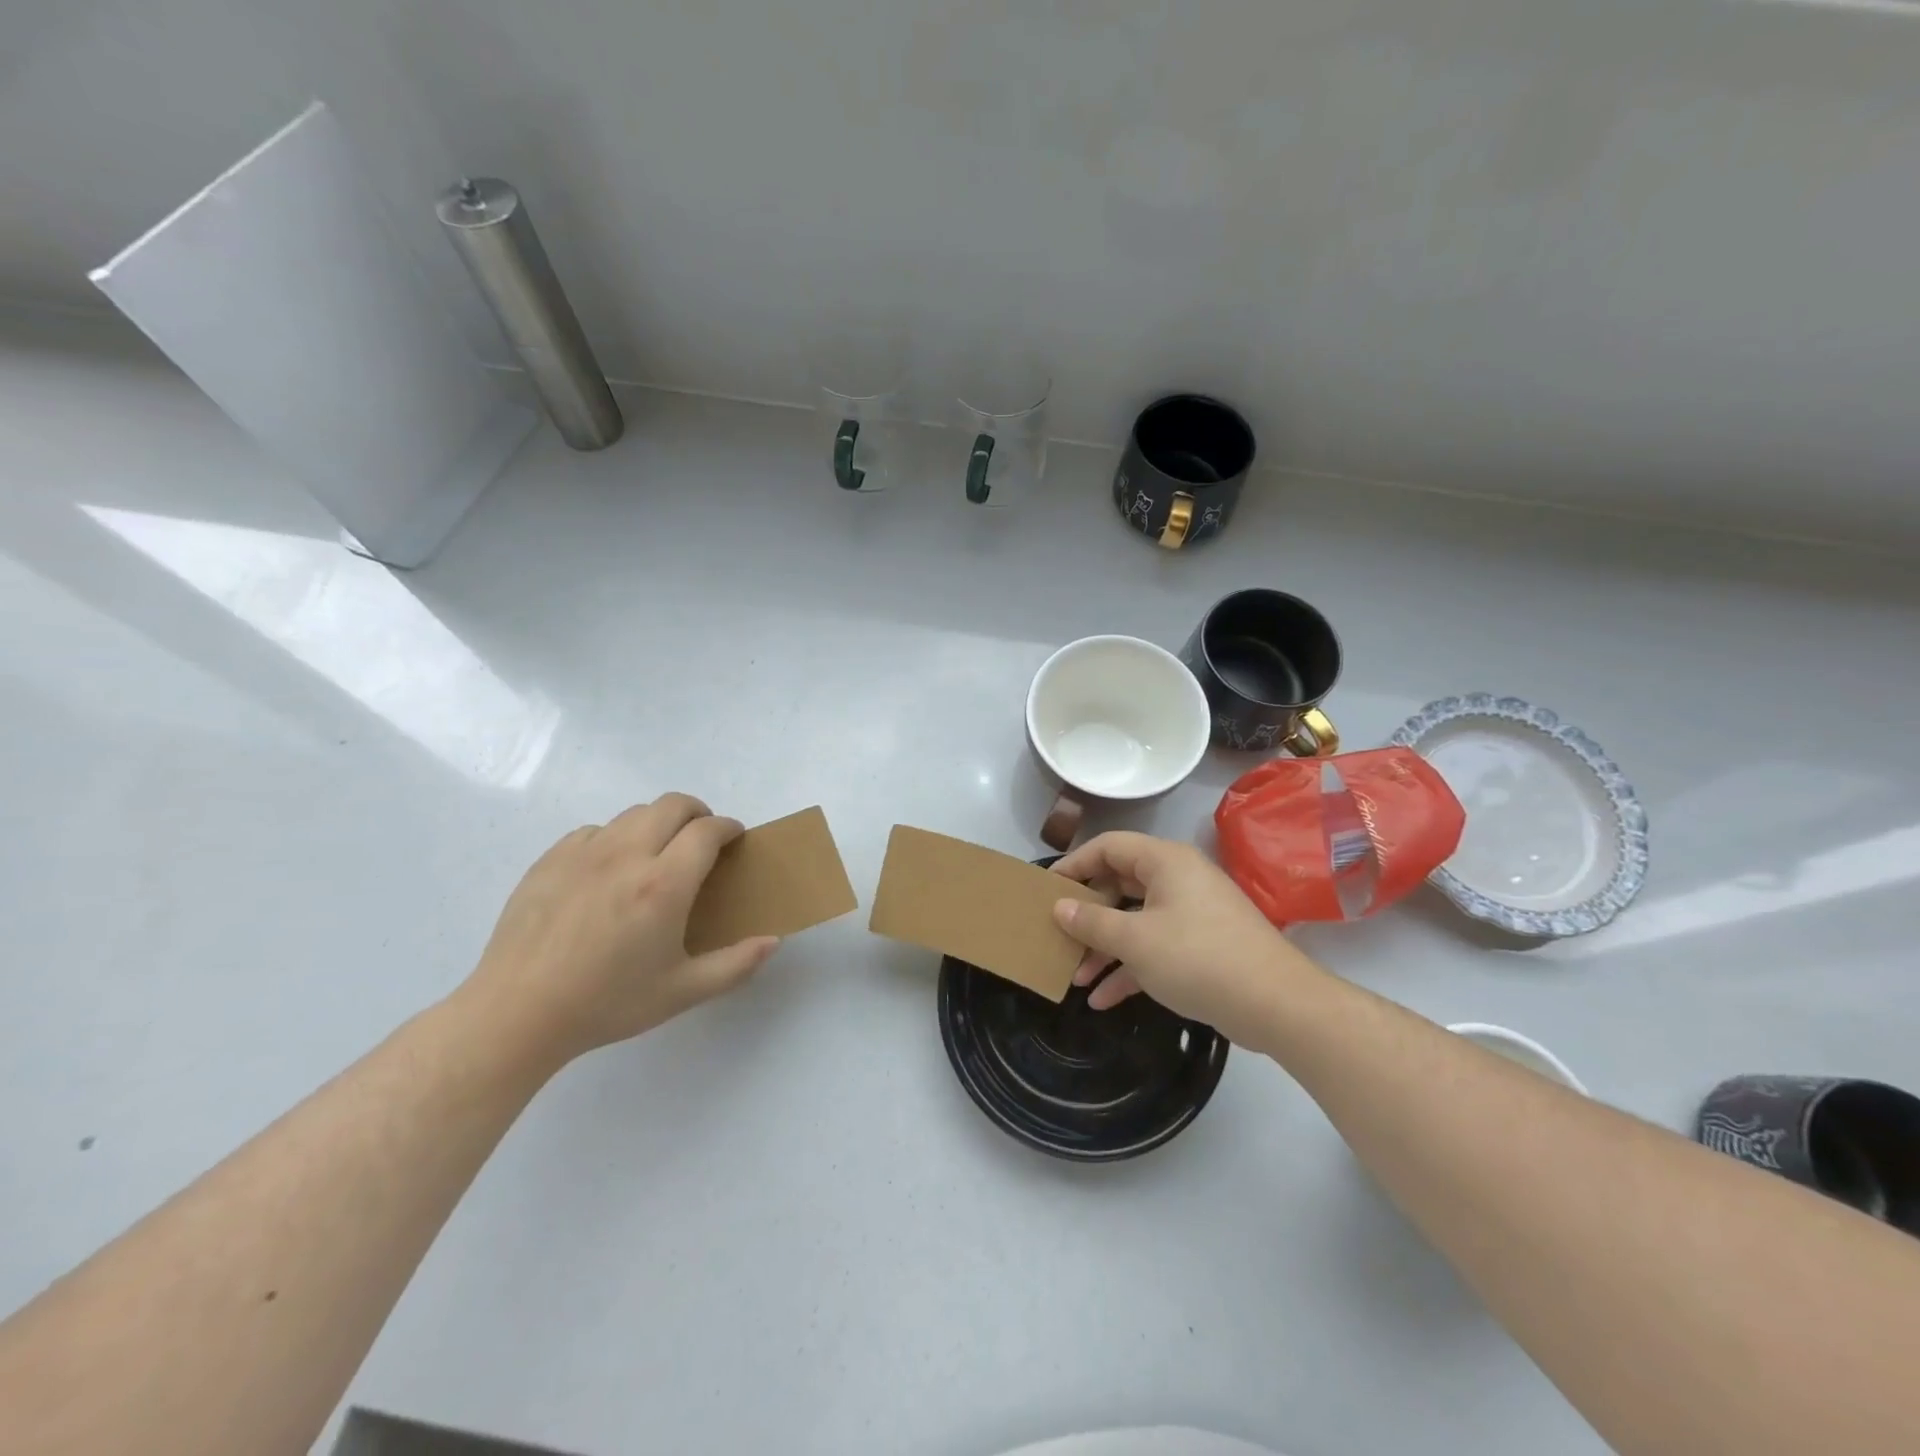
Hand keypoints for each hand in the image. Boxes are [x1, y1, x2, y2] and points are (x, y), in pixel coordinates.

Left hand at [456, 794, 778, 1067]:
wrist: (517, 1014)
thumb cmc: (607, 1004)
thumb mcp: (682, 992)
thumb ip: (735, 965)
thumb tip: (773, 941)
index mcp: (664, 884)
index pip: (707, 830)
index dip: (728, 828)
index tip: (734, 839)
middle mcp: (627, 855)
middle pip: (672, 805)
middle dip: (697, 813)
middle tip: (702, 839)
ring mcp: (584, 853)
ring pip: (633, 813)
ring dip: (657, 823)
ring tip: (658, 853)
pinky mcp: (550, 860)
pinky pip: (594, 831)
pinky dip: (614, 838)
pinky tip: (610, 871)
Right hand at [1050, 831, 1323, 1050]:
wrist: (1275, 1004)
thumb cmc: (1197, 957)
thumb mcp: (1135, 940)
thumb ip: (1092, 922)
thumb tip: (1059, 907)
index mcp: (1164, 862)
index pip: (1108, 847)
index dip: (1074, 864)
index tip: (1047, 888)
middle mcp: (1178, 879)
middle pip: (1120, 885)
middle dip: (1087, 916)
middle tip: (1059, 935)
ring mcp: (1192, 914)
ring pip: (1136, 921)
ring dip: (1105, 948)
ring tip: (1075, 977)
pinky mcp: (1201, 946)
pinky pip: (1155, 947)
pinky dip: (1130, 968)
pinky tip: (1103, 999)